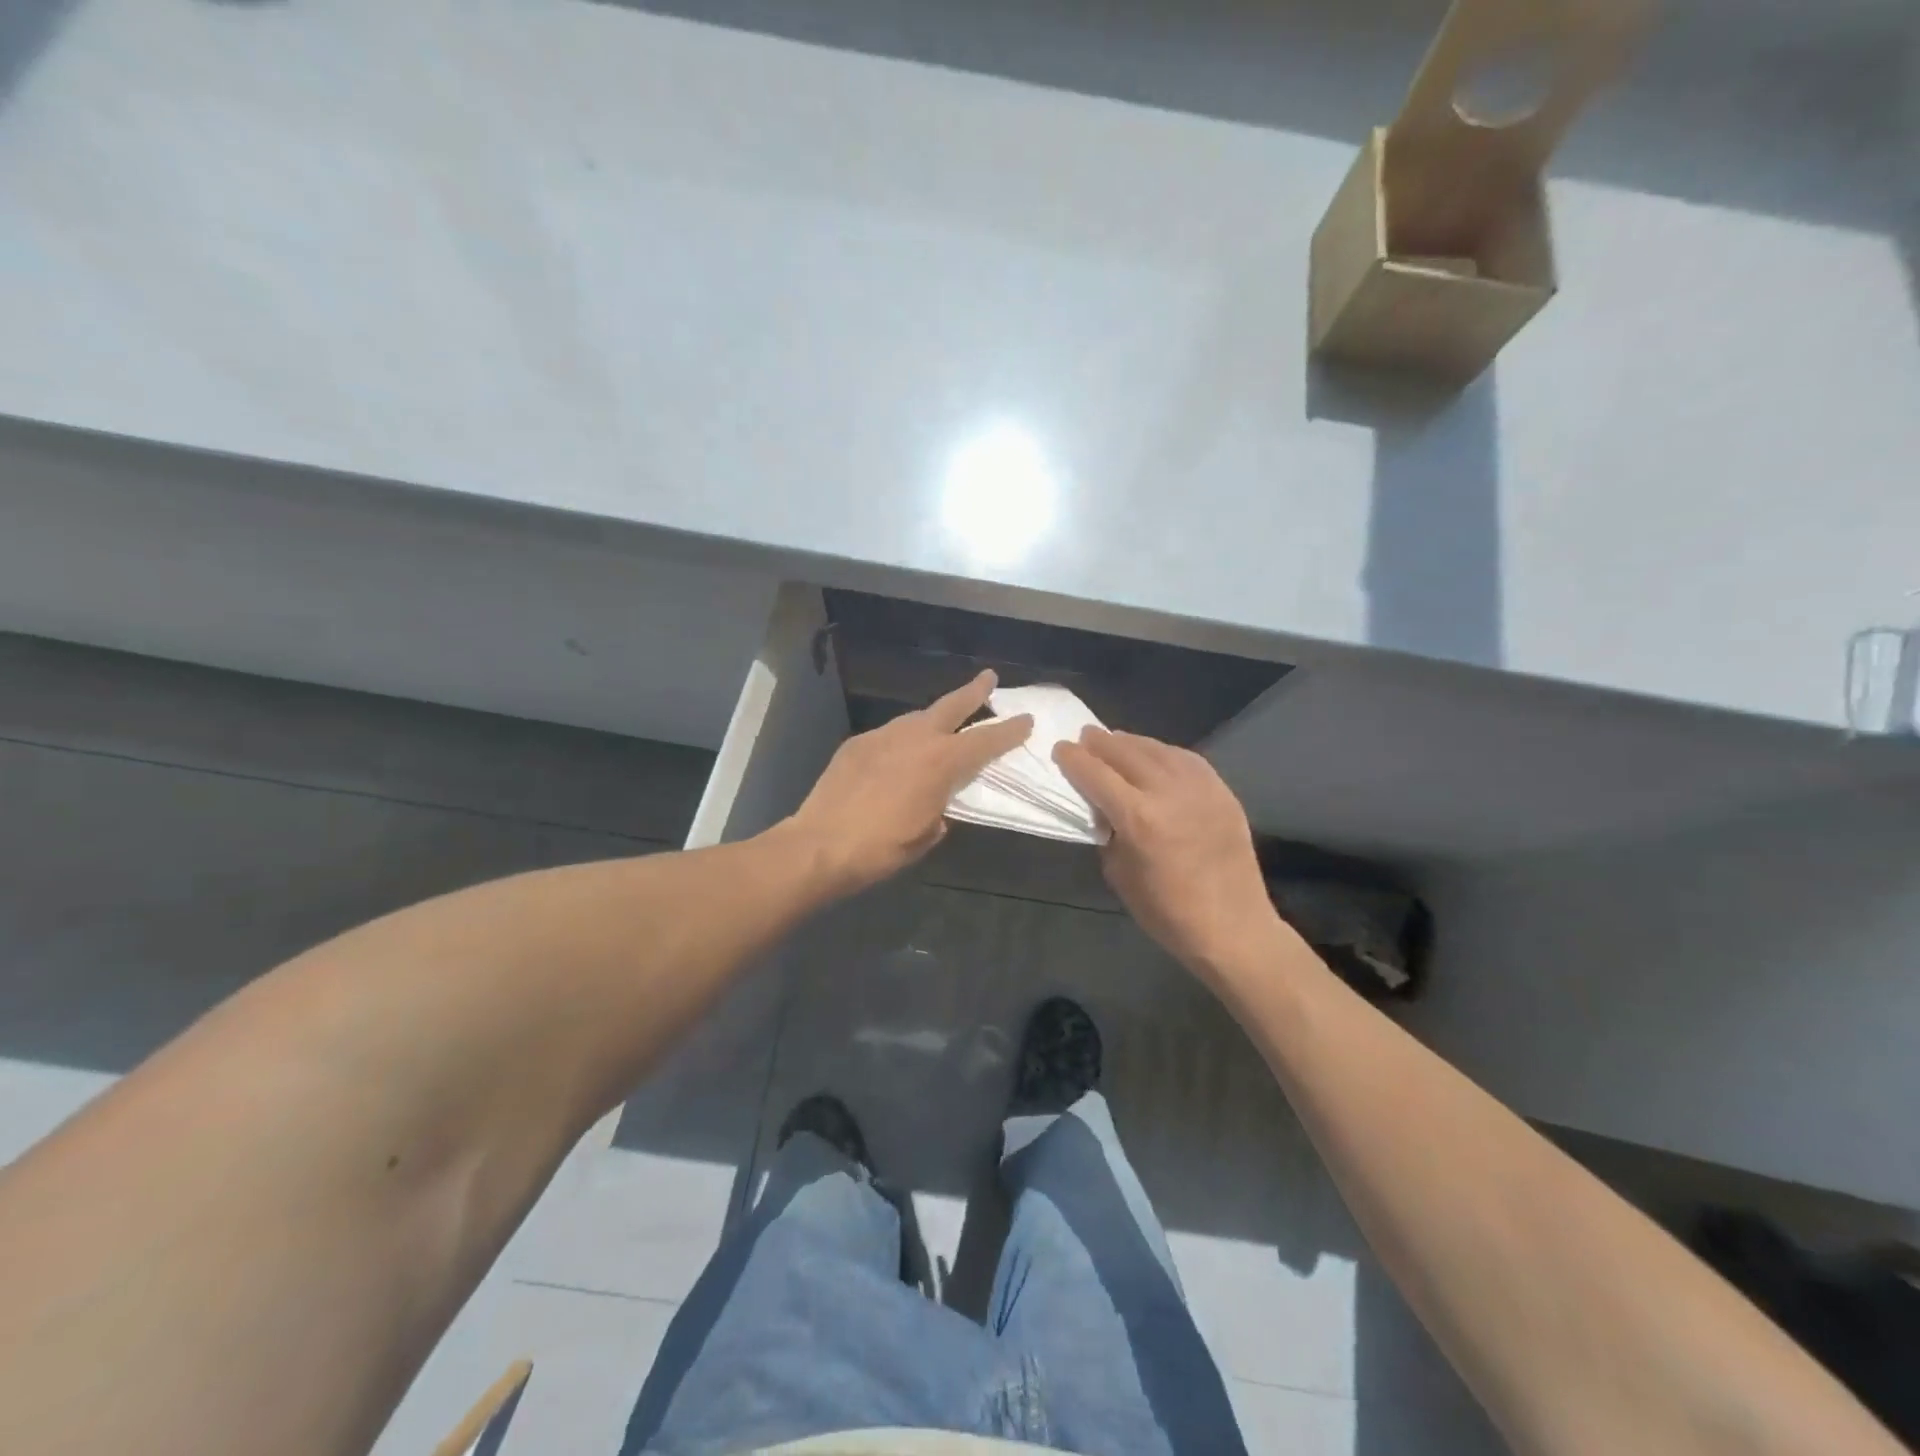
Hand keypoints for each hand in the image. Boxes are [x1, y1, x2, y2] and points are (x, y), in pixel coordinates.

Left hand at [786, 670, 1033, 897]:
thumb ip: (941, 810)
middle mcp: (915, 738)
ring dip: (933, 718)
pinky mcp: (856, 744)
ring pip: (916, 717)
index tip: (1026, 719)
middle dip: (974, 692)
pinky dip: (902, 739)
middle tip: (988, 678)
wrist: (820, 845)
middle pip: (951, 706)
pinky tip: (898, 755)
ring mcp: (882, 736)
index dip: (1009, 731)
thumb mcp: (926, 834)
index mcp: (941, 762)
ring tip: (941, 725)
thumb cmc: (881, 848)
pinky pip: (889, 734)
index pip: (985, 741)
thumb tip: (938, 803)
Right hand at [1054, 728, 1277, 976]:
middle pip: (1125, 752)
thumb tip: (1104, 808)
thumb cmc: (1166, 912)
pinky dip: (1163, 752)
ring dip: (1131, 743)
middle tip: (1085, 738)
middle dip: (1100, 743)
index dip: (1073, 758)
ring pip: (1157, 749)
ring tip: (1115, 741)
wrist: (1232, 926)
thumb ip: (1108, 832)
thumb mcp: (1118, 874)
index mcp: (1138, 818)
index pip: (1095, 773)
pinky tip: (1154, 755)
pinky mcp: (1222, 791)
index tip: (1060, 749)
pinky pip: (1186, 759)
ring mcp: (1200, 788)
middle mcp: (1168, 792)